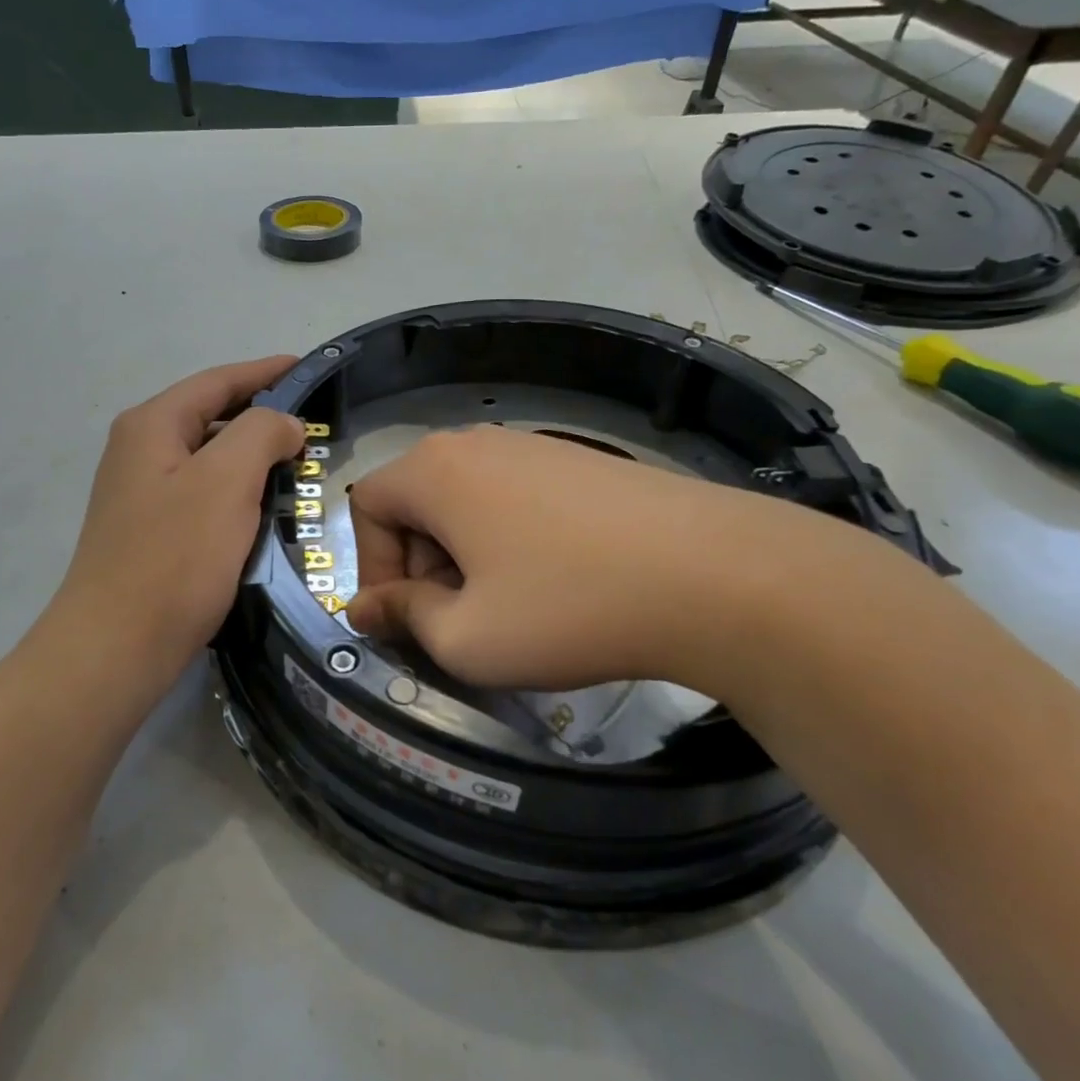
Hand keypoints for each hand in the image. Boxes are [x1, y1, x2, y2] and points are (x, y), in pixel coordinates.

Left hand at [46, 355, 304, 677]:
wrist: (116, 646)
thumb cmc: (174, 557)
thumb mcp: (226, 481)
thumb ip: (261, 433)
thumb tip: (283, 424)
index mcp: (152, 425)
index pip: (217, 381)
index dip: (265, 371)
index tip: (309, 368)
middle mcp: (139, 451)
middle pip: (211, 417)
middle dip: (261, 416)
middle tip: (313, 426)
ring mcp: (141, 494)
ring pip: (208, 459)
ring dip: (251, 457)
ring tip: (297, 466)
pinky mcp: (150, 532)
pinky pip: (203, 495)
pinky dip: (237, 492)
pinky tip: (263, 510)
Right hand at [345, 425, 880, 700]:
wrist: (715, 575)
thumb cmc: (567, 608)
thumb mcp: (466, 638)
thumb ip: (403, 617)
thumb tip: (364, 608)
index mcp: (434, 470)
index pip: (365, 507)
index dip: (372, 568)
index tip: (406, 620)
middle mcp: (476, 442)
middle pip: (415, 501)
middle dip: (419, 565)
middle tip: (457, 621)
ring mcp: (533, 444)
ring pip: (465, 501)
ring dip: (464, 556)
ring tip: (508, 607)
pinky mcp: (579, 460)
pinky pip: (512, 497)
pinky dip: (508, 540)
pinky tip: (555, 581)